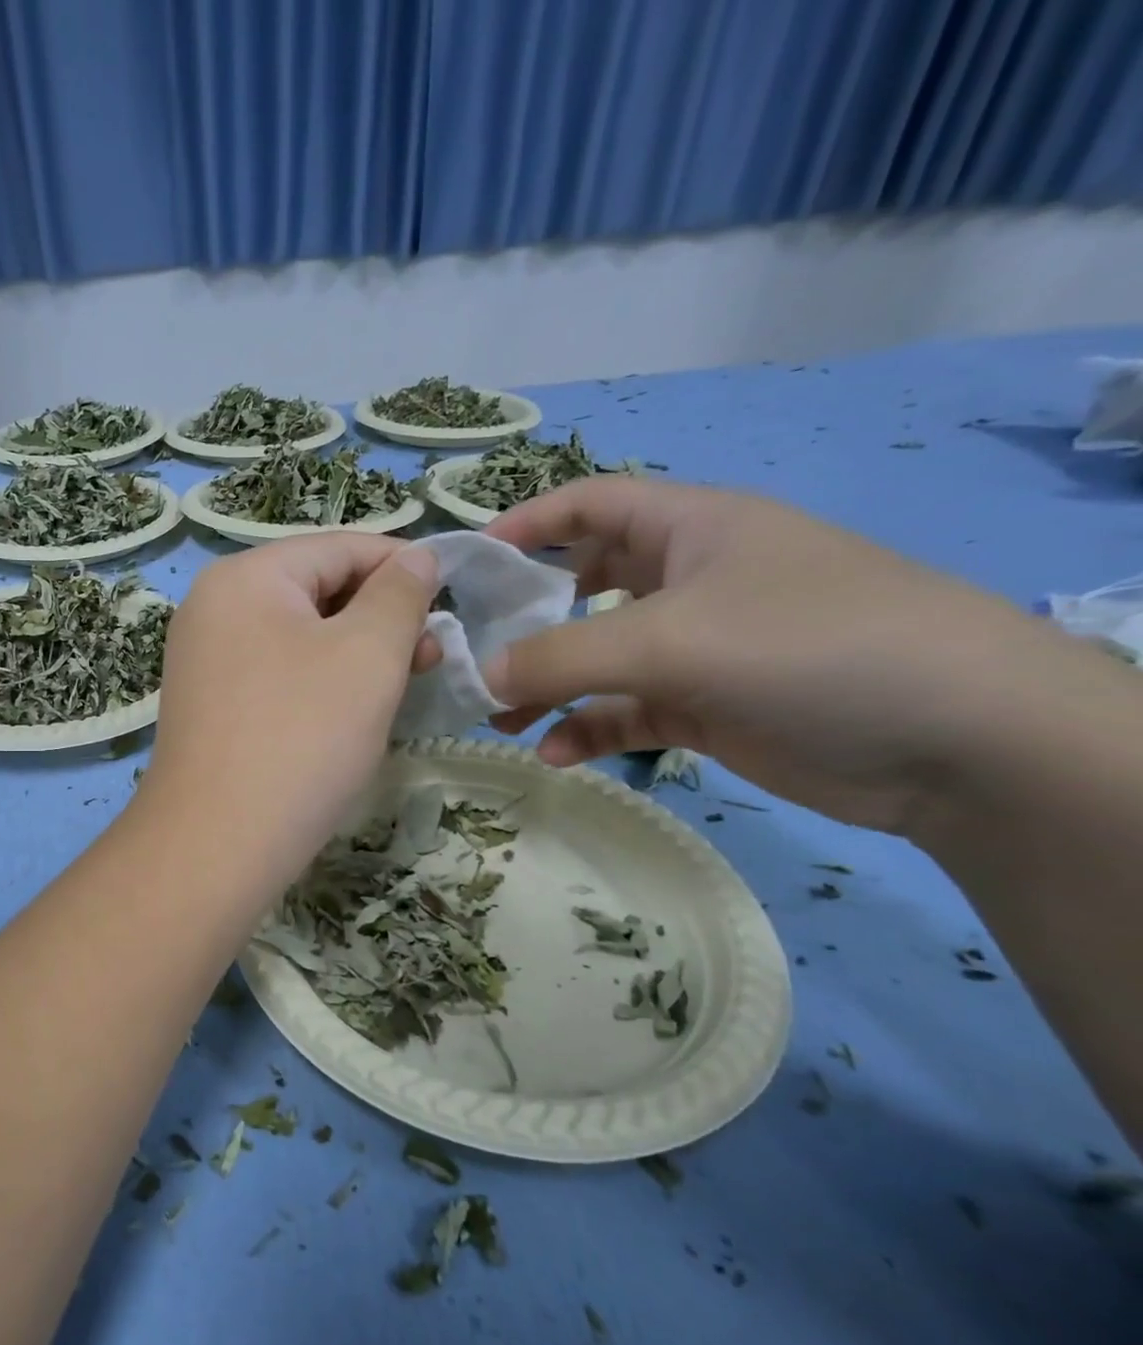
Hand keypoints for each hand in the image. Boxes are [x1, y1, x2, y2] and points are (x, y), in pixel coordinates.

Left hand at [142, 533, 438, 880]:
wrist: (216, 842)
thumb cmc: (302, 736)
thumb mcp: (368, 654)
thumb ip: (399, 595)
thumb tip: (415, 557)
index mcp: (244, 577)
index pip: (339, 547)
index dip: (403, 566)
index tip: (452, 601)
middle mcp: (213, 607)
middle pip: (315, 589)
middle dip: (380, 616)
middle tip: (430, 659)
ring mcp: (204, 659)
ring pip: (298, 636)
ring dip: (354, 653)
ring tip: (400, 687)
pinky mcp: (209, 704)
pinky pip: (275, 673)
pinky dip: (319, 682)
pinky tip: (350, 712)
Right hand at [482, 475, 1079, 835]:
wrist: (961, 742)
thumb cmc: (807, 648)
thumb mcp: (668, 640)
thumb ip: (559, 658)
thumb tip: (478, 676)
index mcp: (690, 529)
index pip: (591, 505)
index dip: (528, 522)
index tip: (467, 562)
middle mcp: (690, 580)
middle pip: (583, 586)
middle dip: (526, 620)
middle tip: (471, 653)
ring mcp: (700, 647)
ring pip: (599, 658)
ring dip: (547, 687)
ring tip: (497, 721)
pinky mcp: (709, 706)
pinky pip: (626, 711)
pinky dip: (588, 728)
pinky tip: (557, 754)